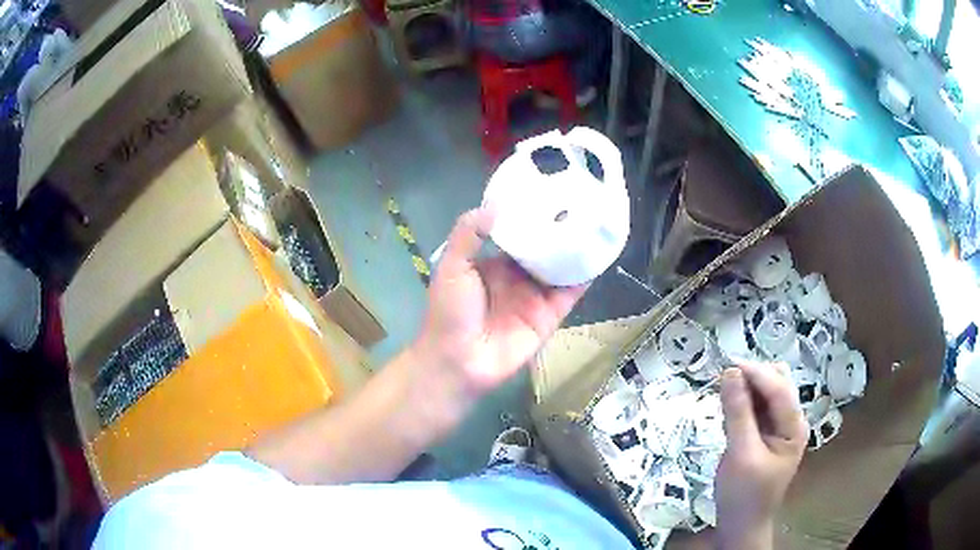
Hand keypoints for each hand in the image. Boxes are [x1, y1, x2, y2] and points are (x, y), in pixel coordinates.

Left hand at [415, 208, 587, 394]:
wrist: (459, 360)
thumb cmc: (450, 312)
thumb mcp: (451, 266)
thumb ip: (469, 234)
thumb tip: (495, 204)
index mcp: (494, 262)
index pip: (518, 232)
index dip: (532, 215)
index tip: (549, 190)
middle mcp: (518, 276)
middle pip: (544, 247)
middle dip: (559, 228)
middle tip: (582, 200)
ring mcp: (536, 295)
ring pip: (561, 266)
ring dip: (576, 248)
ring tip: (597, 219)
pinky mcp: (550, 314)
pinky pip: (571, 291)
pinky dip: (585, 274)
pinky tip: (599, 252)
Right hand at [715, 362, 807, 549]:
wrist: (741, 525)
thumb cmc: (743, 494)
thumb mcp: (740, 454)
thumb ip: (737, 413)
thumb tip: (729, 373)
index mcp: (794, 427)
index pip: (778, 388)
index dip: (755, 372)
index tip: (726, 364)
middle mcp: (791, 421)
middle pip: (777, 383)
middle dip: (752, 377)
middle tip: (722, 382)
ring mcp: (780, 427)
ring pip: (766, 393)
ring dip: (747, 388)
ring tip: (723, 396)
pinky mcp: (766, 434)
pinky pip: (757, 407)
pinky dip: (744, 403)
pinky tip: (729, 411)